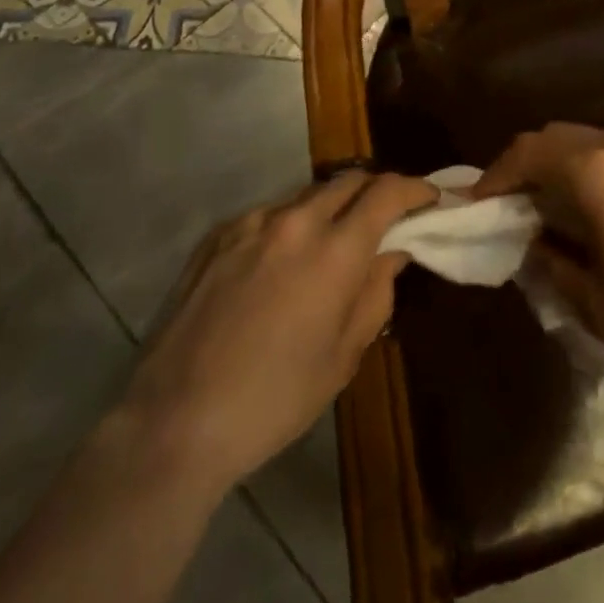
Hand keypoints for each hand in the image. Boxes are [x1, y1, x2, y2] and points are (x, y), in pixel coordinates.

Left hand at [120, 171, 437, 489]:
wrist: (173, 422)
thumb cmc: (273, 400)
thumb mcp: (343, 357)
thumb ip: (376, 293)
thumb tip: (392, 254)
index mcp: (334, 251)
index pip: (386, 192)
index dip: (415, 188)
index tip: (430, 198)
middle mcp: (295, 221)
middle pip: (349, 180)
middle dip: (376, 191)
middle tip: (387, 217)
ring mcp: (251, 223)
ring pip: (308, 195)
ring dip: (332, 207)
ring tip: (332, 242)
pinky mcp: (218, 235)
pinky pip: (269, 214)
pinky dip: (291, 224)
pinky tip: (282, 261)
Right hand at [474, 123, 603, 387]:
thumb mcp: (594, 302)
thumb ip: (553, 264)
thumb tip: (536, 245)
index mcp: (594, 170)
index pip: (528, 153)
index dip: (497, 175)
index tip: (480, 202)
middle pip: (558, 137)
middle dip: (528, 162)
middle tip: (512, 198)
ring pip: (594, 140)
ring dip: (566, 163)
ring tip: (558, 201)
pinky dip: (601, 168)